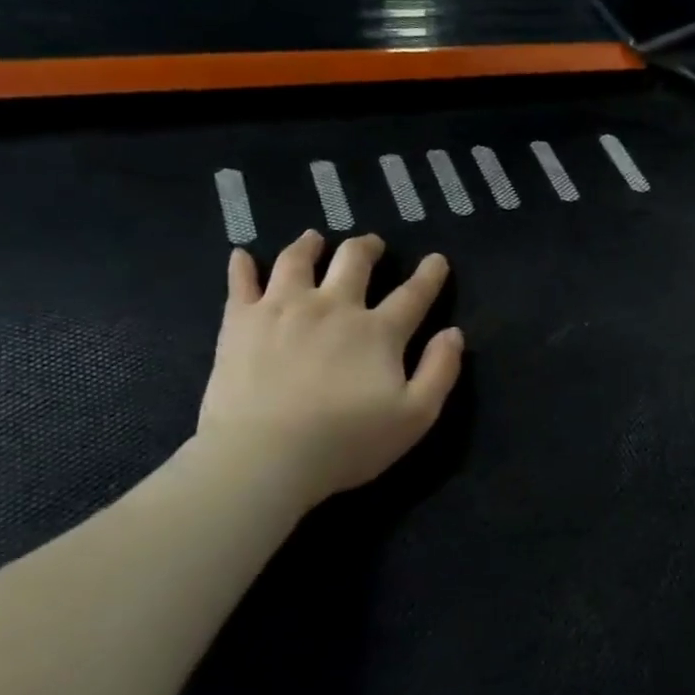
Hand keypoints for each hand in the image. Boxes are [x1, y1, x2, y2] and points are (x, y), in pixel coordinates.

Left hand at [195, 231, 463, 513]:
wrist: (266, 455)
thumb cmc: (348, 441)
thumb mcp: (416, 416)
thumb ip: (440, 371)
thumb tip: (453, 333)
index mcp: (378, 331)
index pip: (413, 294)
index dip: (429, 275)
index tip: (437, 260)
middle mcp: (333, 306)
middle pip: (354, 262)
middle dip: (368, 248)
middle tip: (372, 245)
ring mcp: (283, 308)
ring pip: (298, 260)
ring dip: (310, 245)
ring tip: (314, 239)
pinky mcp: (241, 321)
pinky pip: (240, 282)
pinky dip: (243, 265)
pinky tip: (243, 256)